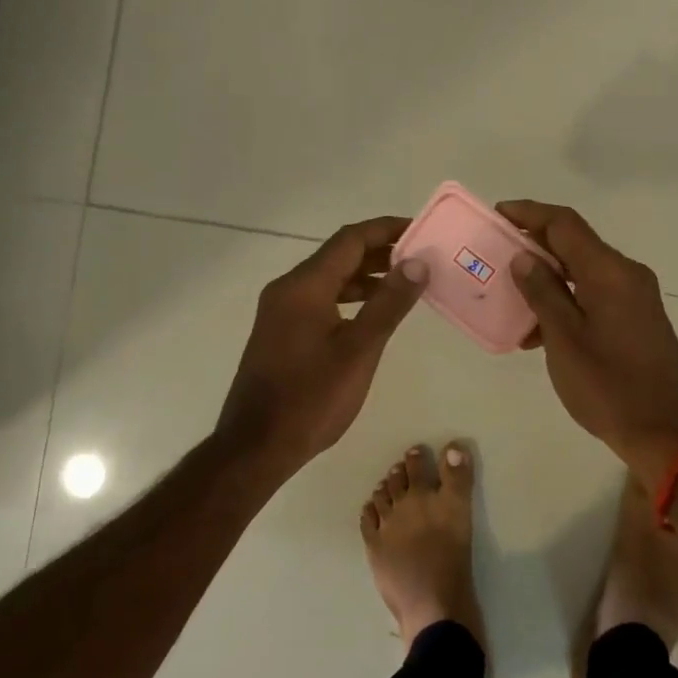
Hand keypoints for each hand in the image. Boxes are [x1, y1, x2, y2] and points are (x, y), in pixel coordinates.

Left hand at [217, 216, 427, 470]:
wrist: (255, 448)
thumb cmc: (311, 398)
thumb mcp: (359, 350)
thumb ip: (389, 303)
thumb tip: (417, 262)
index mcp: (304, 286)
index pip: (350, 240)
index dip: (386, 229)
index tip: (421, 230)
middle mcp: (288, 289)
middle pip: (339, 255)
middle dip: (380, 250)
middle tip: (421, 256)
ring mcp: (280, 310)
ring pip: (329, 278)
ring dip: (366, 274)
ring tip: (406, 281)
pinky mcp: (281, 331)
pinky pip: (320, 298)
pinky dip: (350, 296)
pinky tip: (373, 311)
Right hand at [496, 200, 677, 487]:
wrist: (666, 433)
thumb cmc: (609, 386)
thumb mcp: (564, 339)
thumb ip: (543, 292)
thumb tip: (523, 256)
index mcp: (610, 272)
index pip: (565, 224)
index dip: (529, 213)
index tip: (497, 213)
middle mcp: (627, 274)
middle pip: (576, 244)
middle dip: (535, 245)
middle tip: (497, 253)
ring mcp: (637, 297)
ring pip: (585, 271)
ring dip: (549, 277)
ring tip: (512, 296)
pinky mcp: (638, 318)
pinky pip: (596, 293)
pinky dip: (568, 299)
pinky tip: (541, 328)